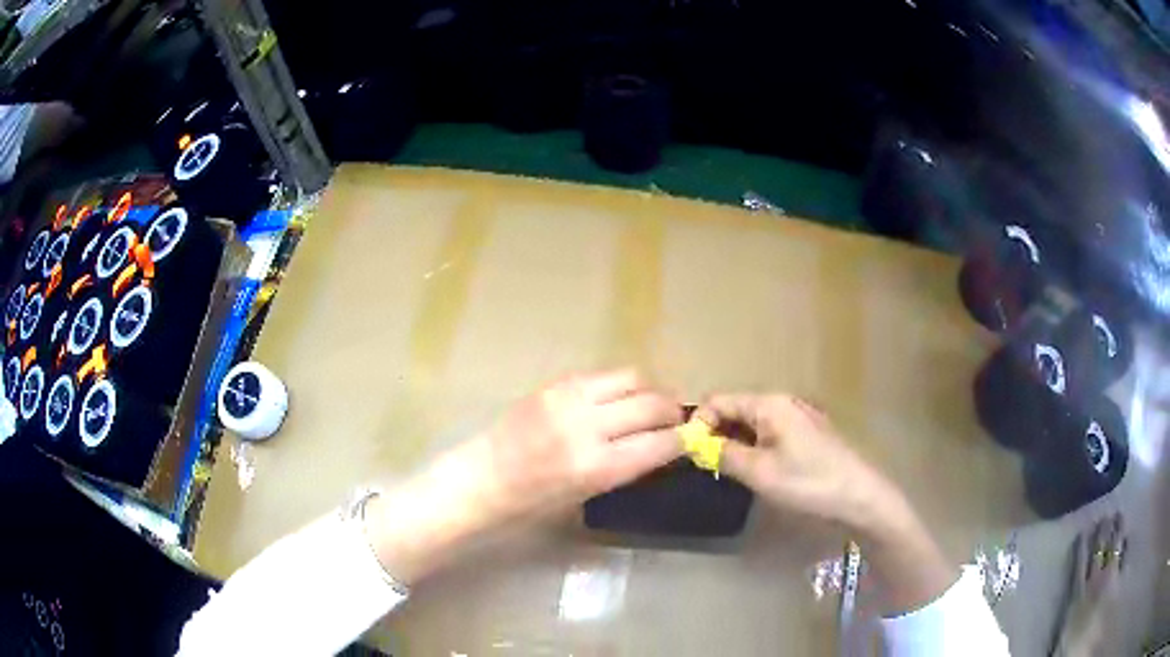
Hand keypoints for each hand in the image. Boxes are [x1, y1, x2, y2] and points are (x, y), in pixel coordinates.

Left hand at [368, 369, 682, 584]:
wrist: (481, 478)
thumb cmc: (531, 503)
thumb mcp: (585, 495)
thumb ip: (623, 467)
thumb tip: (658, 446)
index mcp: (595, 467)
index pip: (660, 444)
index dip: (683, 439)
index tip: (693, 438)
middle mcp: (587, 427)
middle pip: (652, 404)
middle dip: (673, 411)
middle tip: (676, 420)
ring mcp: (569, 399)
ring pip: (632, 377)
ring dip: (649, 390)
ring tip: (649, 404)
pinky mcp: (554, 383)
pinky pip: (602, 375)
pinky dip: (620, 385)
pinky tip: (618, 399)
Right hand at [696, 393, 899, 526]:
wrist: (858, 495)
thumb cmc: (807, 482)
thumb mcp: (759, 472)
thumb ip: (723, 454)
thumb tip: (696, 444)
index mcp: (769, 404)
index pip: (719, 401)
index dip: (699, 423)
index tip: (689, 452)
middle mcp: (782, 402)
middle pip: (736, 409)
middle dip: (716, 434)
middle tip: (706, 466)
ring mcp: (797, 416)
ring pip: (752, 423)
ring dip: (735, 443)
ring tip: (727, 471)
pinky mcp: (807, 432)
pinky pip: (769, 433)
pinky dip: (754, 447)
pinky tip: (755, 470)